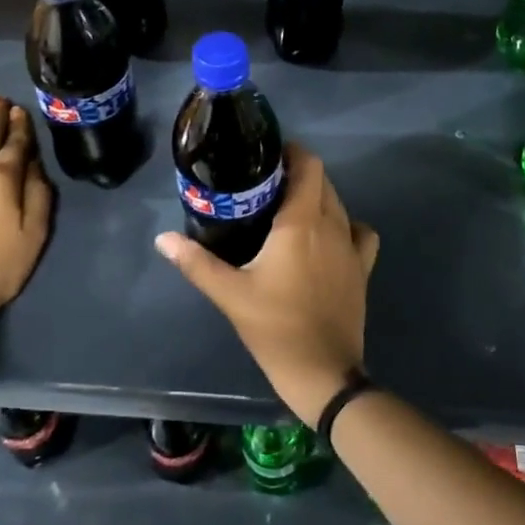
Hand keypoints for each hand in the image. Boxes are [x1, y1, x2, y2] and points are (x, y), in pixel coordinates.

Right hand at [155, 143, 377, 424]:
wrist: (322, 371)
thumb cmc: (274, 327)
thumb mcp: (230, 294)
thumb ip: (195, 262)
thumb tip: (162, 239)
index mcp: (302, 222)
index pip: (308, 166)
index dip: (292, 153)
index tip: (267, 156)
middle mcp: (333, 225)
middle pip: (323, 181)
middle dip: (299, 175)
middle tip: (267, 185)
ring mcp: (352, 247)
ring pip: (340, 204)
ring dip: (319, 197)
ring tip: (290, 209)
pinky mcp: (362, 269)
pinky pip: (360, 233)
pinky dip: (346, 225)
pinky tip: (327, 238)